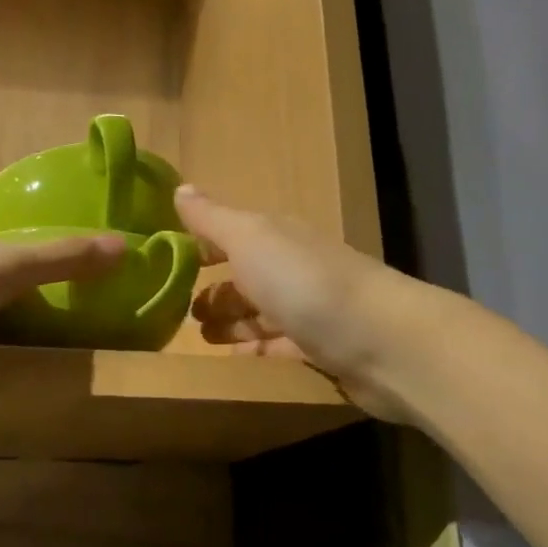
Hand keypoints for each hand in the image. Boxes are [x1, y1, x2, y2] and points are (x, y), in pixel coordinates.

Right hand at [176, 185, 436, 422]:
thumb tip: (180, 187)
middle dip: (213, 290)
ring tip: (199, 337)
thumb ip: (212, 219)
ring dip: (230, 321)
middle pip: (245, 275)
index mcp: (276, 237)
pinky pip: (277, 345)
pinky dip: (254, 348)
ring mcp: (309, 309)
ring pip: (260, 311)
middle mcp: (292, 267)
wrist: (382, 341)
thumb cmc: (304, 282)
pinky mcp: (321, 349)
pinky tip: (233, 358)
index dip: (200, 247)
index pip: (230, 235)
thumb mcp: (250, 240)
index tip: (165, 265)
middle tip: (177, 312)